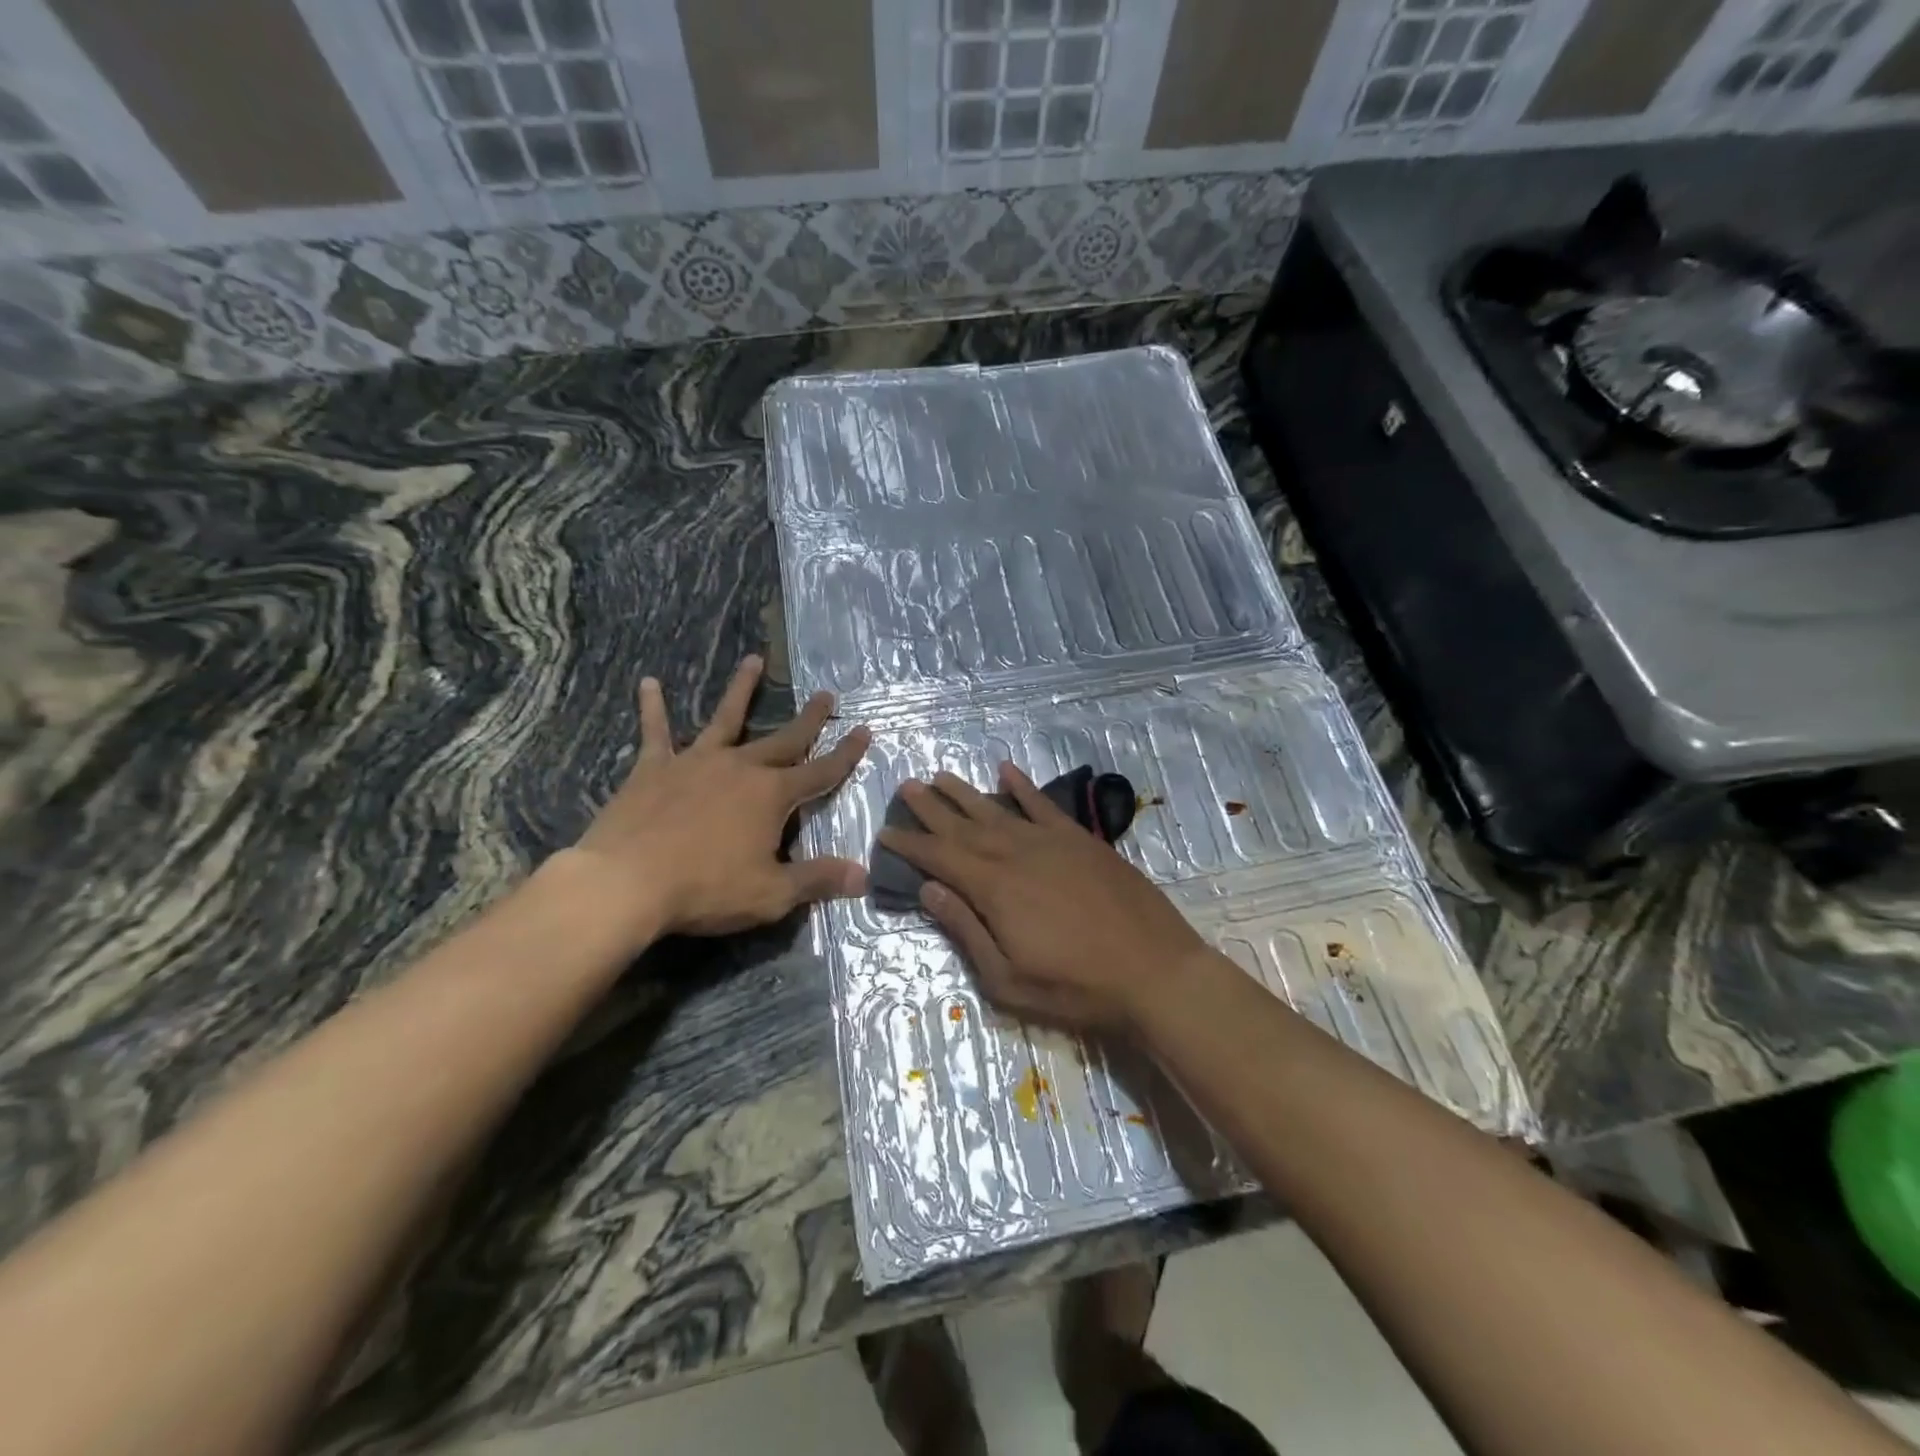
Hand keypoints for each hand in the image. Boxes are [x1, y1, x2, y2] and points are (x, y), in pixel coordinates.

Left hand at [566, 656, 869, 946]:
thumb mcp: (772, 894)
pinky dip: (653, 707)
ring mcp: (695, 762)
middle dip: (809, 718)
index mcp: (772, 795)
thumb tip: (864, 874)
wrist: (626, 882)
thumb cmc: (706, 889)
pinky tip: (649, 683)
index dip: (846, 754)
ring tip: (753, 660)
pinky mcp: (654, 768)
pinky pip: (656, 732)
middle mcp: (740, 767)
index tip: (864, 731)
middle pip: (783, 738)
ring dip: (741, 689)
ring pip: (725, 718)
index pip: (821, 771)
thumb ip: (818, 879)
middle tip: (826, 695)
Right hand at [879, 763, 1214, 1032]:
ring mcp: (1051, 842)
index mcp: (994, 888)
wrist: (1153, 971)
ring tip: (939, 775)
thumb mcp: (1008, 979)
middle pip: (963, 825)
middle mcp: (1016, 854)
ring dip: (965, 792)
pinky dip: (1023, 786)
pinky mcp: (1081, 839)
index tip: (885, 831)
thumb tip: (930, 888)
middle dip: (930, 807)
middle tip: (905, 787)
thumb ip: (966, 929)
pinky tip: (1006, 770)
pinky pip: (1044, 804)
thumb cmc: (1075, 987)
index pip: (940, 857)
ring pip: (997, 808)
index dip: (910, 844)